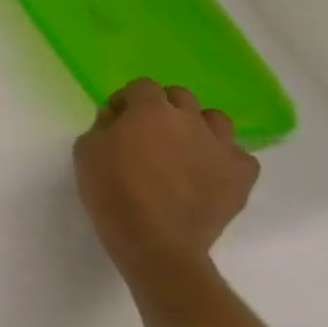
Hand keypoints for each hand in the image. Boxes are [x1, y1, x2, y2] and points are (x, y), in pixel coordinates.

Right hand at [73, 78, 258, 294]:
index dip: (128, 100)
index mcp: (150, 110)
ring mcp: (221, 148)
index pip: (142, 86)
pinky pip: (238, 155)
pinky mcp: (242, 177)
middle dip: (163, 107)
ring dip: (198, 127)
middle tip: (149, 131)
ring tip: (183, 148)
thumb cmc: (111, 189)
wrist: (154, 240)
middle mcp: (190, 121)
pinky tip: (207, 171)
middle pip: (181, 97)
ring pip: (216, 120)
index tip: (117, 118)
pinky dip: (223, 157)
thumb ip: (104, 124)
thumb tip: (118, 117)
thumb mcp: (86, 149)